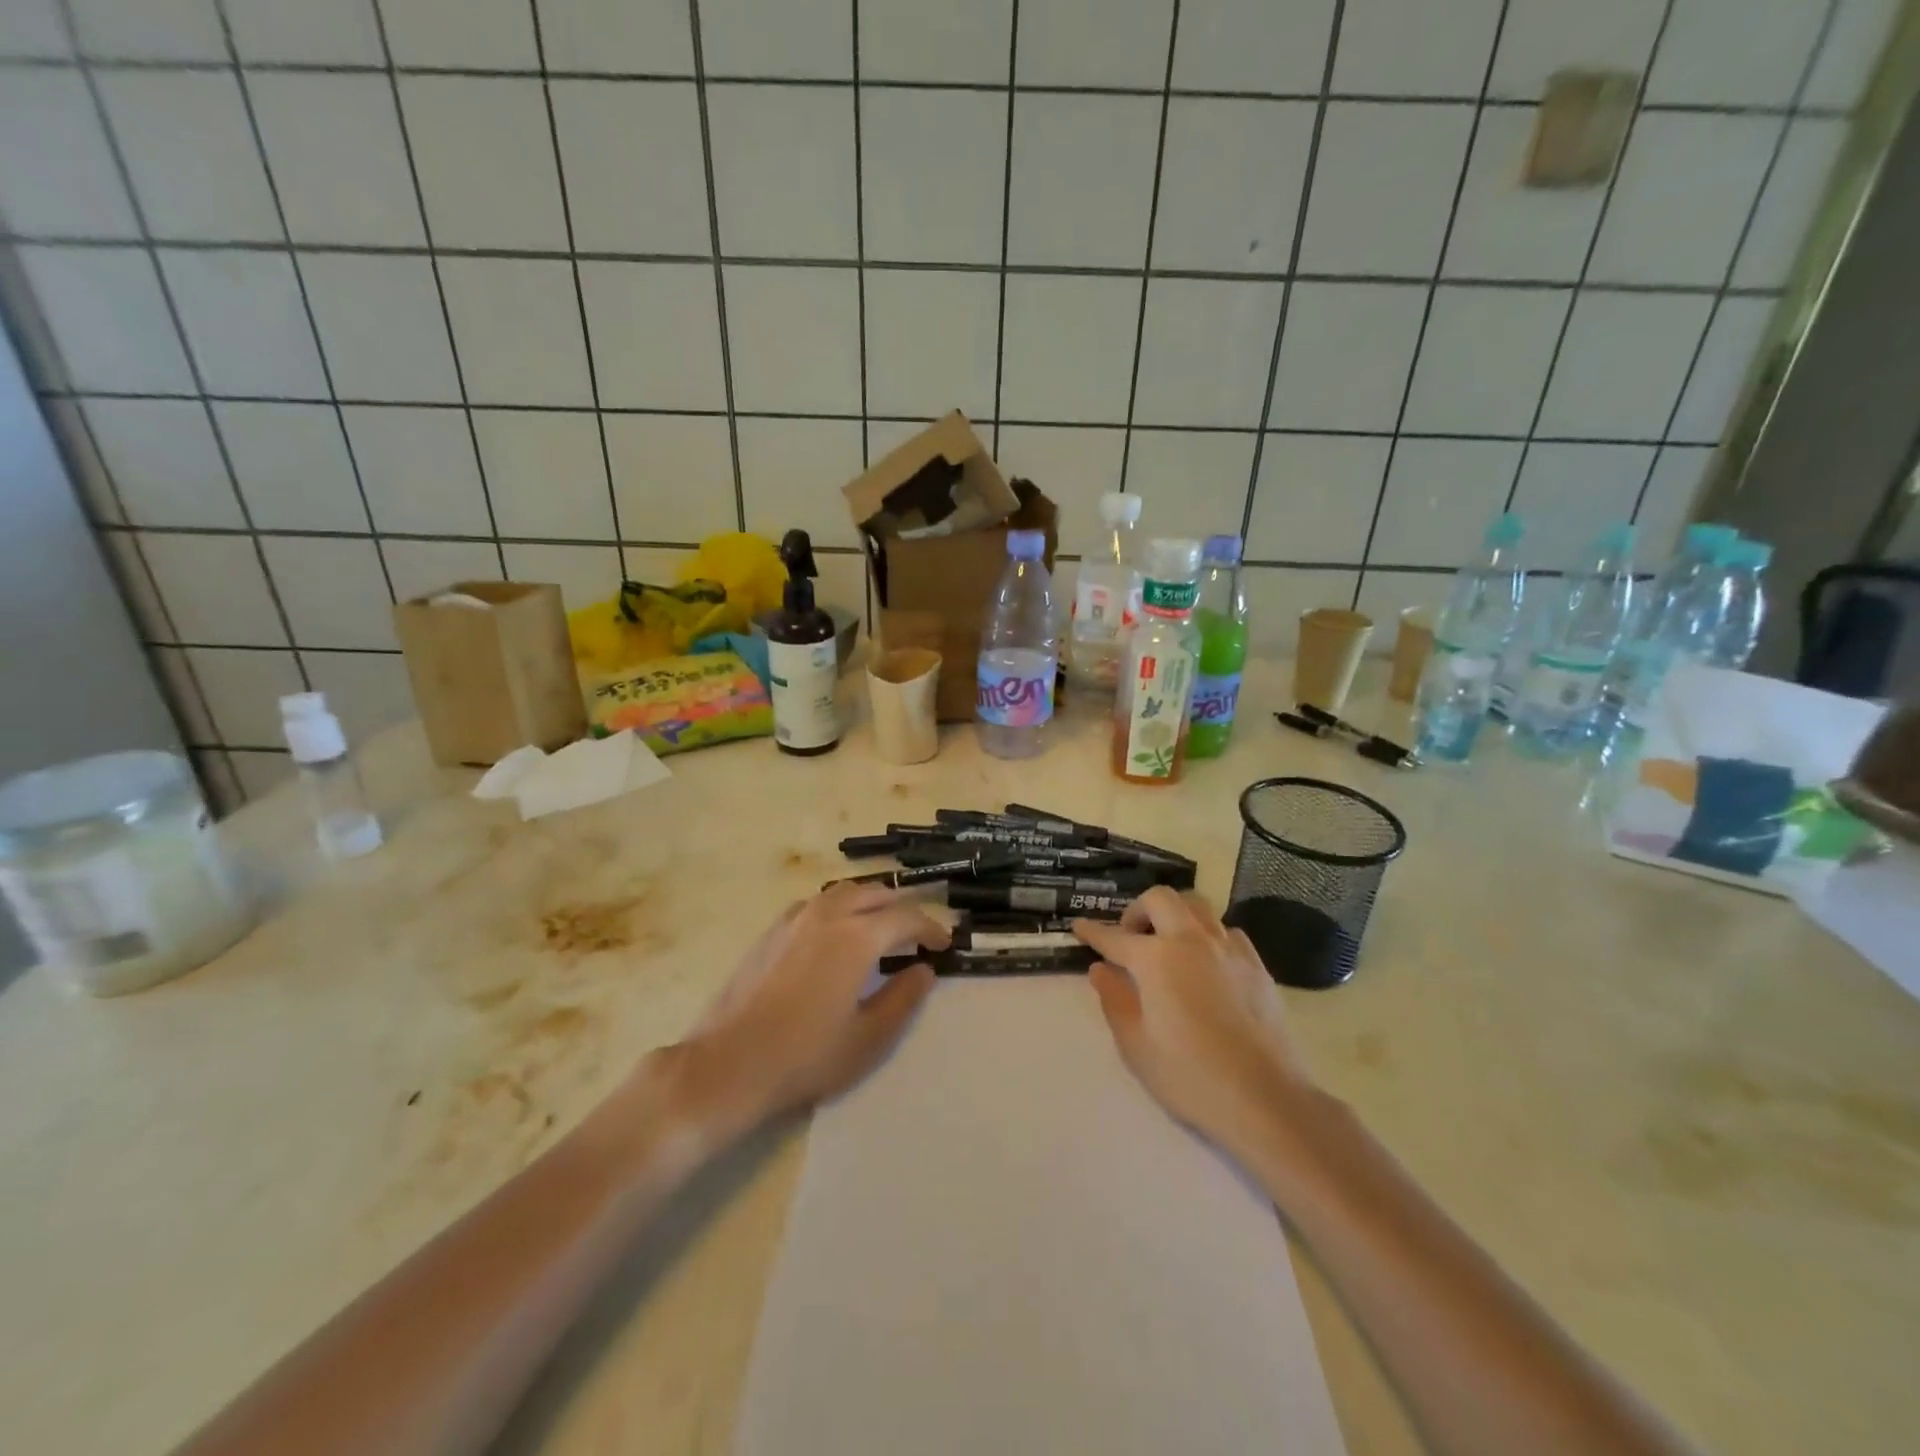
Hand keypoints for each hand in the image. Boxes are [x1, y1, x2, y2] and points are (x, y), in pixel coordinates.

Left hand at [671, 883, 948, 1140]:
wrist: (730, 1064)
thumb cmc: (806, 1056)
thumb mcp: (869, 1037)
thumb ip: (903, 998)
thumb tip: (924, 970)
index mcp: (857, 937)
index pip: (906, 918)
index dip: (931, 929)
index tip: (944, 946)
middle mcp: (828, 915)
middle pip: (876, 894)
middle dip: (902, 910)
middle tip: (916, 936)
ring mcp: (795, 919)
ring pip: (844, 891)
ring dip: (870, 902)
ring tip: (879, 928)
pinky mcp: (772, 931)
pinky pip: (817, 903)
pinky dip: (839, 908)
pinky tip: (835, 935)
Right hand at [1073, 888, 1313, 1165]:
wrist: (1264, 1097)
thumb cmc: (1190, 1075)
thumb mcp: (1136, 1044)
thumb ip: (1114, 1000)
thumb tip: (1100, 970)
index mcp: (1156, 959)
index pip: (1116, 937)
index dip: (1094, 932)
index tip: (1079, 927)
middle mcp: (1191, 941)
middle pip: (1161, 899)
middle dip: (1138, 910)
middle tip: (1131, 937)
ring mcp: (1228, 949)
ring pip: (1197, 906)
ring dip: (1175, 914)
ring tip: (1168, 943)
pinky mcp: (1256, 965)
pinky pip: (1227, 931)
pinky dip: (1208, 935)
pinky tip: (1206, 962)